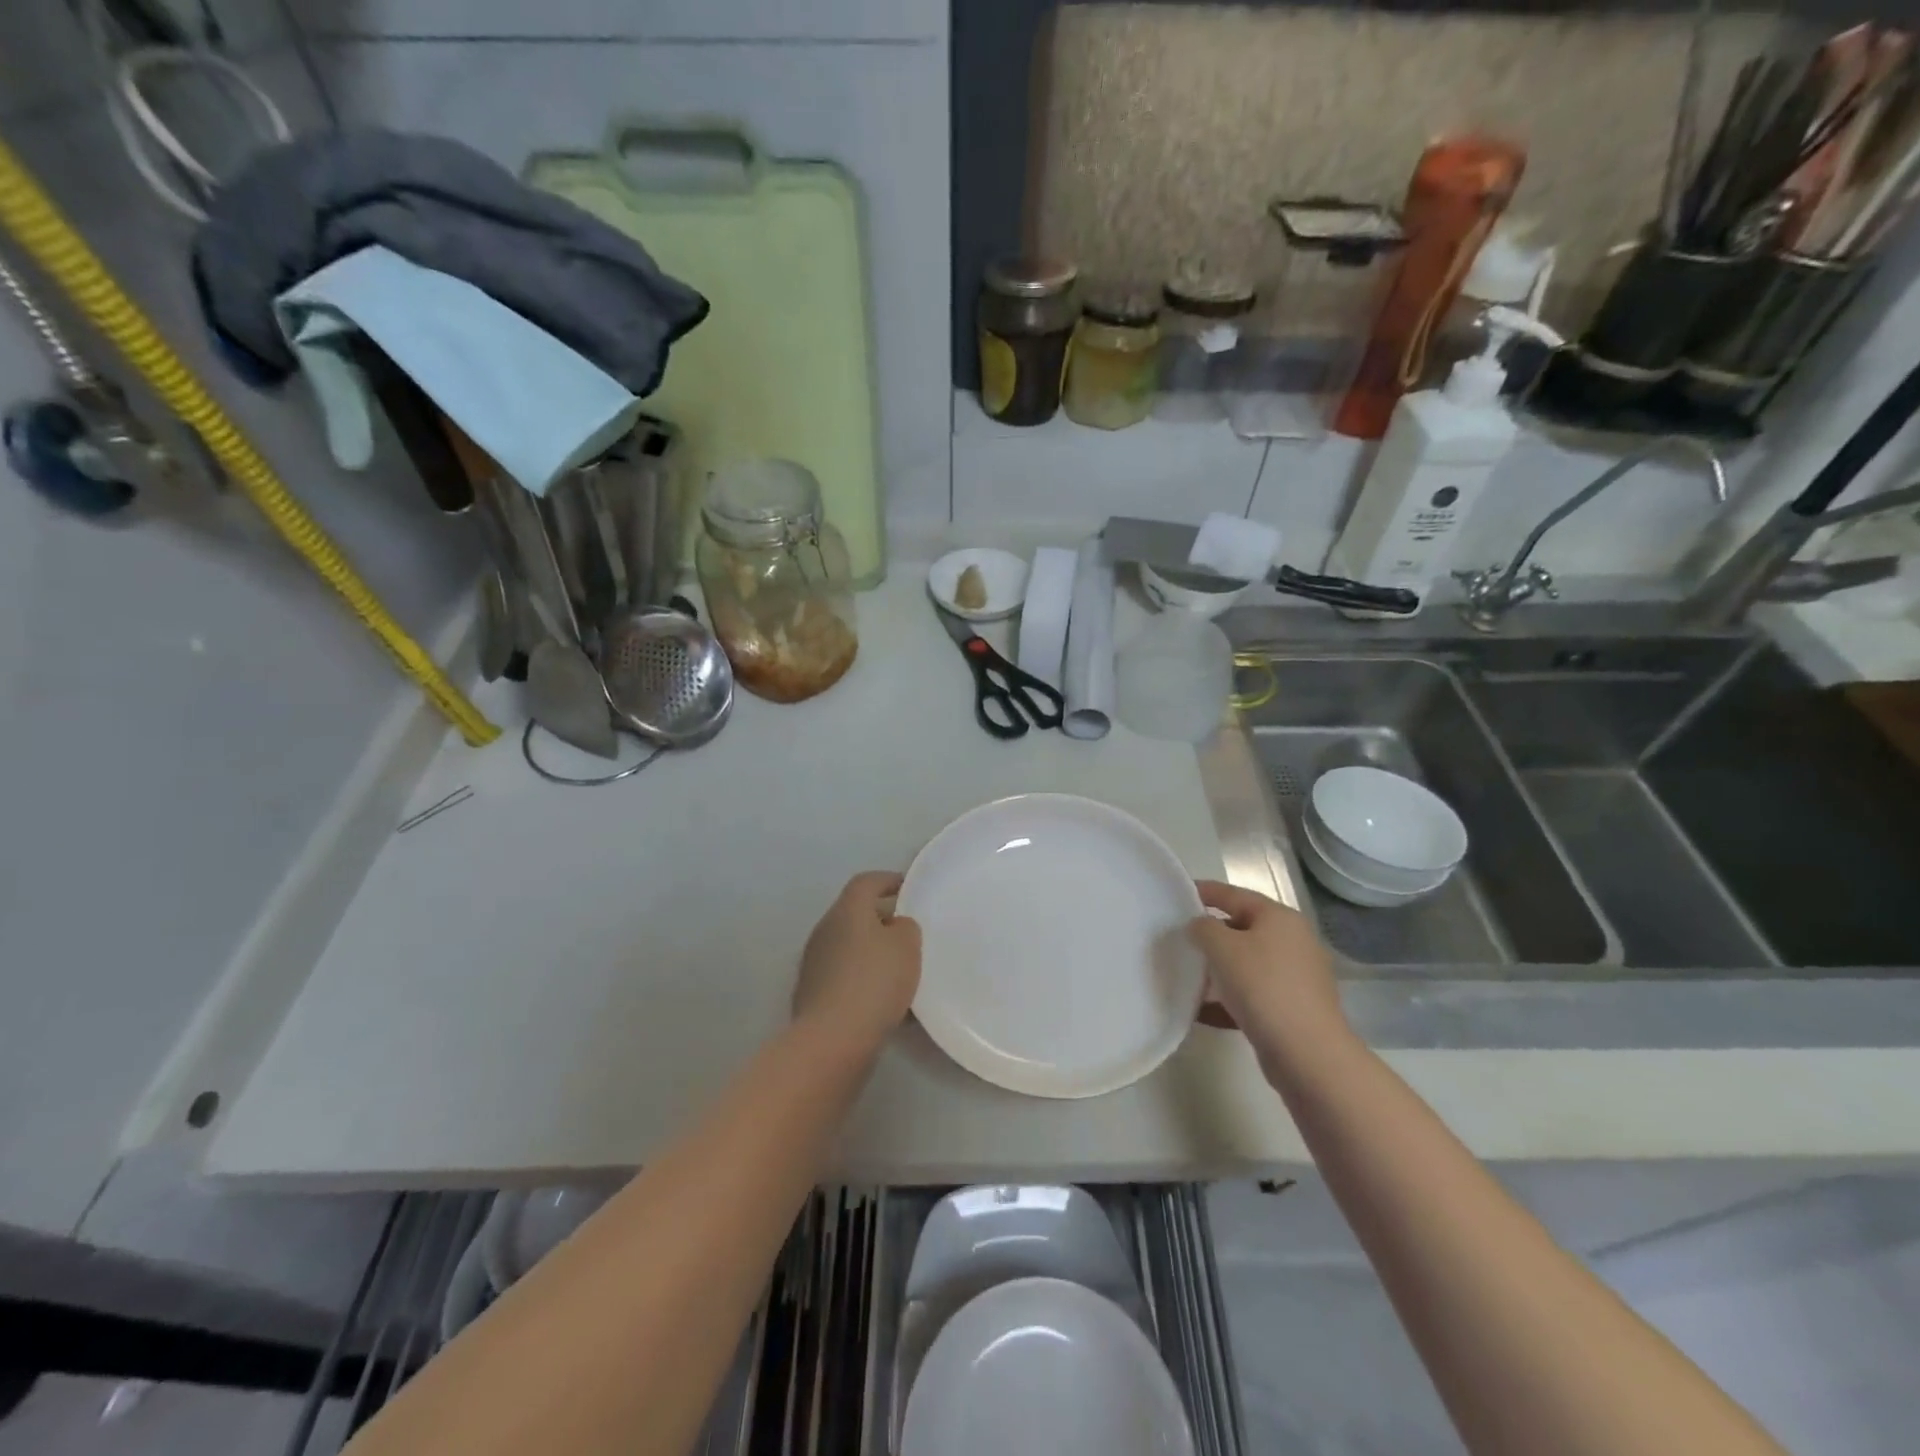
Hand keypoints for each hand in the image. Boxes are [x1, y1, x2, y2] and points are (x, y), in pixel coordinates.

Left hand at [794, 872, 921, 1050]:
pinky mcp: (811, 994)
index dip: (888, 880)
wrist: (832, 1039)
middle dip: (881, 919)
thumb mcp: (907, 946)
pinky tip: (882, 1000)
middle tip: (907, 932)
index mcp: (846, 910)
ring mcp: (813, 963)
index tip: (908, 888)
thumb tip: (894, 927)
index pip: (866, 882)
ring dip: (871, 952)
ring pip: (848, 946)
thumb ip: (905, 927)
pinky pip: (843, 976)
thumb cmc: (874, 982)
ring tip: (898, 970)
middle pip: (854, 914)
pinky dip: (862, 979)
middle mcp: (824, 929)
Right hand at [1189, 880, 1353, 1076]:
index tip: (1177, 894)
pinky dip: (1227, 1000)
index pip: (1235, 894)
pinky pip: (1251, 996)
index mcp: (1279, 918)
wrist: (1307, 1053)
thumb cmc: (1262, 986)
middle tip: (1178, 939)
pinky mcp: (1291, 1010)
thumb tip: (1200, 927)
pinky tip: (1200, 1011)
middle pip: (1242, 929)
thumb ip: (1203, 928)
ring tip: (1185, 976)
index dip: (1205, 891)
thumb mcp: (1222, 947)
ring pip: (1246, 965)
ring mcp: (1295, 978)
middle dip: (1209, 935)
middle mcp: (1292, 942)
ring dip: (1216, 970)